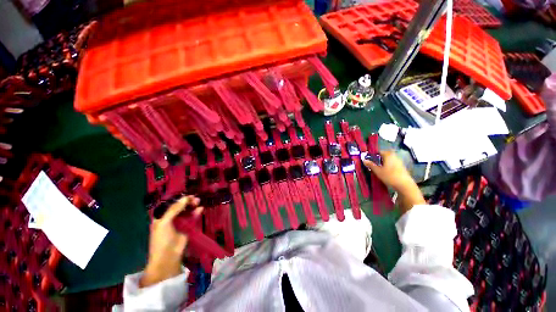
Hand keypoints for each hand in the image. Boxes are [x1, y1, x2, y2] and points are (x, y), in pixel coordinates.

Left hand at [140, 195, 202, 287]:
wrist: (168, 256)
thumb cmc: (162, 239)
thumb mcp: (165, 222)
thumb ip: (175, 209)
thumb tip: (186, 198)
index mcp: (161, 217)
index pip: (170, 204)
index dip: (178, 199)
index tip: (187, 195)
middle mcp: (170, 219)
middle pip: (180, 207)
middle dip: (187, 202)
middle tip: (194, 199)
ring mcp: (179, 223)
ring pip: (187, 211)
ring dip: (192, 206)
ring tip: (198, 201)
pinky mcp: (187, 227)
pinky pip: (192, 218)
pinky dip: (196, 213)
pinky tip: (200, 208)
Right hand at [363, 150, 413, 191]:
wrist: (404, 185)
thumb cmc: (389, 176)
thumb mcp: (377, 171)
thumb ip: (371, 165)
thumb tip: (364, 160)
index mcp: (388, 155)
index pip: (379, 151)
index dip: (373, 155)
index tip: (369, 159)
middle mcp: (394, 156)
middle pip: (385, 155)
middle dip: (379, 158)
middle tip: (373, 163)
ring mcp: (399, 161)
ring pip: (389, 159)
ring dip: (384, 162)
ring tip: (378, 167)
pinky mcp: (402, 167)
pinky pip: (393, 163)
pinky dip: (388, 165)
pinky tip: (385, 171)